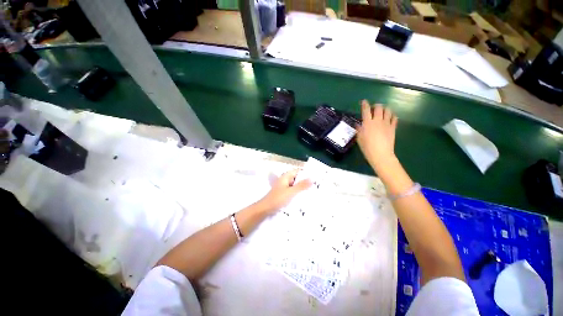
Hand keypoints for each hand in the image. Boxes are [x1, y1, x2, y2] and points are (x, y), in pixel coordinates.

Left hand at [257, 169, 311, 213]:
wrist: (265, 209)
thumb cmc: (278, 199)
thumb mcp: (291, 192)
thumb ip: (301, 185)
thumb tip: (312, 178)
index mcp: (285, 177)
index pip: (297, 172)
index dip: (306, 174)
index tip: (315, 177)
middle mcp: (285, 180)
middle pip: (297, 178)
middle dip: (305, 181)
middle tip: (316, 185)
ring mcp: (284, 187)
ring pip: (295, 185)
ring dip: (301, 188)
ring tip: (312, 191)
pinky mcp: (283, 194)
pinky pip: (292, 191)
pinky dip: (297, 193)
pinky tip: (304, 197)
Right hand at [356, 100, 397, 169]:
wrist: (381, 154)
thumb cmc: (367, 147)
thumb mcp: (359, 139)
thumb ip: (359, 130)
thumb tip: (359, 125)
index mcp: (367, 123)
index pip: (366, 110)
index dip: (364, 104)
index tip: (364, 101)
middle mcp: (377, 120)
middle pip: (378, 107)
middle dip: (376, 106)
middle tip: (374, 108)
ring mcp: (387, 123)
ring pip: (388, 111)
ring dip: (385, 109)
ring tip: (382, 112)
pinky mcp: (393, 128)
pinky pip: (394, 118)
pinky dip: (392, 116)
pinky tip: (390, 118)